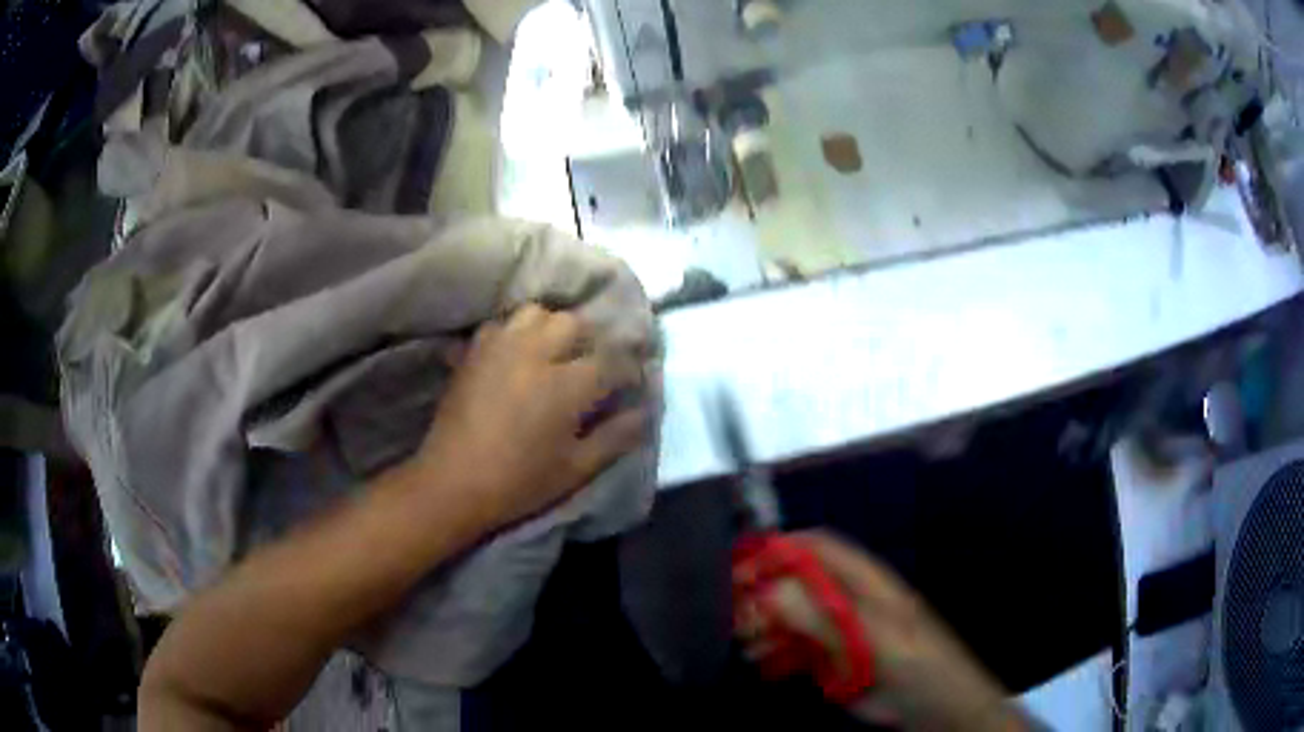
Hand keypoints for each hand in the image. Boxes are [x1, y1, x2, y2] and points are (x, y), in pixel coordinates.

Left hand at [413, 304, 652, 529]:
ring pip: (537, 313)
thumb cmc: (520, 482)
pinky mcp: (474, 351)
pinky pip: (502, 324)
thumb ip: (616, 437)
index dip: (629, 369)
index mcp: (567, 384)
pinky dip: (516, 332)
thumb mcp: (577, 469)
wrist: (453, 483)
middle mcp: (536, 352)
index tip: (631, 382)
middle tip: (591, 367)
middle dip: (590, 342)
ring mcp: (500, 346)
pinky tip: (517, 355)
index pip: (613, 360)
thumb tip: (644, 412)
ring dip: (552, 328)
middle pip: (574, 323)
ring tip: (553, 353)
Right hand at [739, 531, 1028, 731]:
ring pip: (791, 617)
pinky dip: (774, 651)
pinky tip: (762, 660)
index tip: (746, 566)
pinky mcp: (832, 659)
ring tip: (747, 641)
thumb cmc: (919, 664)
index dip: (783, 550)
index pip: (819, 549)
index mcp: (866, 584)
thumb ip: (828, 618)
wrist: (935, 707)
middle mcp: (848, 602)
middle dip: (765, 591)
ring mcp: (839, 631)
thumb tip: (775, 591)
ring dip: (765, 625)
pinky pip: (795, 648)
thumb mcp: (877, 639)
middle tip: (736, 611)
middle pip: (798, 582)